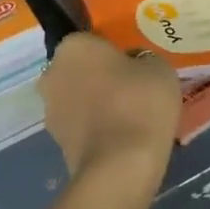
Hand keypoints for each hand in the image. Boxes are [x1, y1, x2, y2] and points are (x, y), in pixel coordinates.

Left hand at [40, 33, 179, 187]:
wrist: (120, 167)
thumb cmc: (139, 103)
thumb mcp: (158, 68)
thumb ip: (143, 59)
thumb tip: (135, 65)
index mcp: (73, 46)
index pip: (94, 41)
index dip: (115, 53)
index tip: (135, 67)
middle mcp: (53, 73)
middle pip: (81, 69)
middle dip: (100, 78)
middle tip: (132, 90)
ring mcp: (50, 110)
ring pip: (78, 98)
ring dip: (96, 104)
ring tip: (129, 118)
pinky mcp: (56, 144)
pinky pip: (80, 126)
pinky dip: (96, 130)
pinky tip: (121, 139)